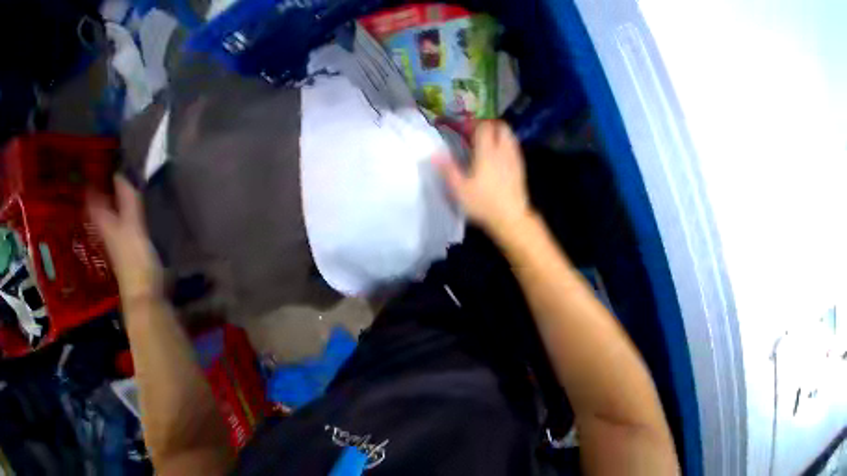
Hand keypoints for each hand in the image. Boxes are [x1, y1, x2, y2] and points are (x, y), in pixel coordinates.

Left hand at [88, 176, 163, 302]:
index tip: (96, 160)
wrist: (144, 289)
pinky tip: (134, 207)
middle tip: (110, 165)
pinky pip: (124, 220)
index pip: (91, 196)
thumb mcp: (133, 229)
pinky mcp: (130, 243)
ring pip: (111, 211)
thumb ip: (129, 204)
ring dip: (114, 197)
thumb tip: (122, 173)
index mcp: (103, 221)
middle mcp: (106, 226)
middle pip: (99, 203)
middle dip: (102, 186)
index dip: (91, 179)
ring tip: (123, 181)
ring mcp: (117, 236)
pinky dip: (126, 210)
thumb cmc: (136, 259)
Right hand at [436, 120, 532, 235]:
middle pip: (501, 127)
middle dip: (488, 125)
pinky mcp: (520, 169)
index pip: (484, 127)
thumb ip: (448, 169)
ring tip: (486, 145)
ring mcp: (514, 160)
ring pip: (510, 136)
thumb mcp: (459, 189)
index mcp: (487, 153)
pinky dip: (505, 146)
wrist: (509, 218)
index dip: (474, 124)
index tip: (464, 129)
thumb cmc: (482, 203)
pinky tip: (497, 159)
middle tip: (475, 135)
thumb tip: (434, 154)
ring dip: (498, 135)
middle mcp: (503, 151)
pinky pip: (514, 149)